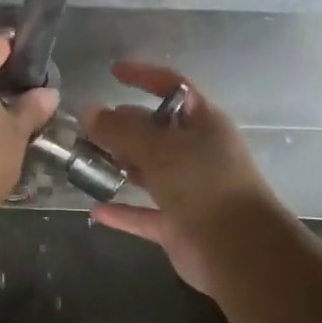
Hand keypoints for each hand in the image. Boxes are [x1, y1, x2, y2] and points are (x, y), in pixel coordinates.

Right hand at [82, 62, 281, 292]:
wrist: (239, 250)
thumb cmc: (203, 183)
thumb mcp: (159, 148)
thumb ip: (120, 130)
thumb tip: (87, 111)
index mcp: (203, 123)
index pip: (173, 87)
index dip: (144, 76)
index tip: (113, 72)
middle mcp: (196, 153)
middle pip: (154, 131)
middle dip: (121, 126)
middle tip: (85, 128)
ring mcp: (188, 190)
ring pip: (147, 171)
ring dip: (118, 167)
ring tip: (83, 161)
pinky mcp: (178, 225)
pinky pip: (143, 214)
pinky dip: (122, 212)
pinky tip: (95, 210)